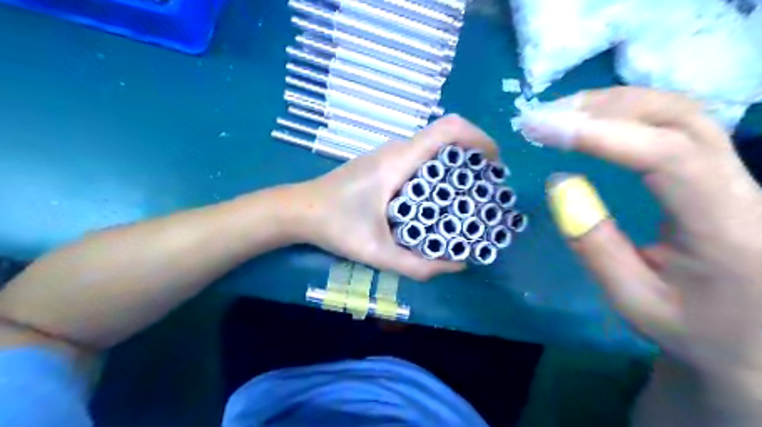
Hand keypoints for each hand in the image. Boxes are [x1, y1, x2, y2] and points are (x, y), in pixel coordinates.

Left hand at [289, 113, 497, 280]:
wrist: (298, 210)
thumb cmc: (335, 226)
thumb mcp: (377, 251)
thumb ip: (417, 265)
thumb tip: (457, 266)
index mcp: (398, 161)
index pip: (448, 129)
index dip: (479, 139)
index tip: (494, 165)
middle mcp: (396, 149)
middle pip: (445, 138)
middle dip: (473, 158)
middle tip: (485, 190)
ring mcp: (387, 154)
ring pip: (432, 148)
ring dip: (455, 166)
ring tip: (467, 197)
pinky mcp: (382, 163)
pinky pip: (419, 158)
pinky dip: (438, 171)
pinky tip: (437, 199)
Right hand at [522, 89, 761, 374]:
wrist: (756, 340)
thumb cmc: (693, 327)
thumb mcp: (634, 300)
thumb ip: (594, 244)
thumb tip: (560, 183)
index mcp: (724, 227)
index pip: (666, 156)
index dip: (601, 135)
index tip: (542, 129)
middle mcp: (741, 187)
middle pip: (680, 116)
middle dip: (604, 107)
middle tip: (545, 116)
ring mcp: (735, 174)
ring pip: (679, 111)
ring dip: (613, 103)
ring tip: (560, 112)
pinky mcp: (719, 172)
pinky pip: (675, 124)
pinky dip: (627, 112)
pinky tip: (594, 119)